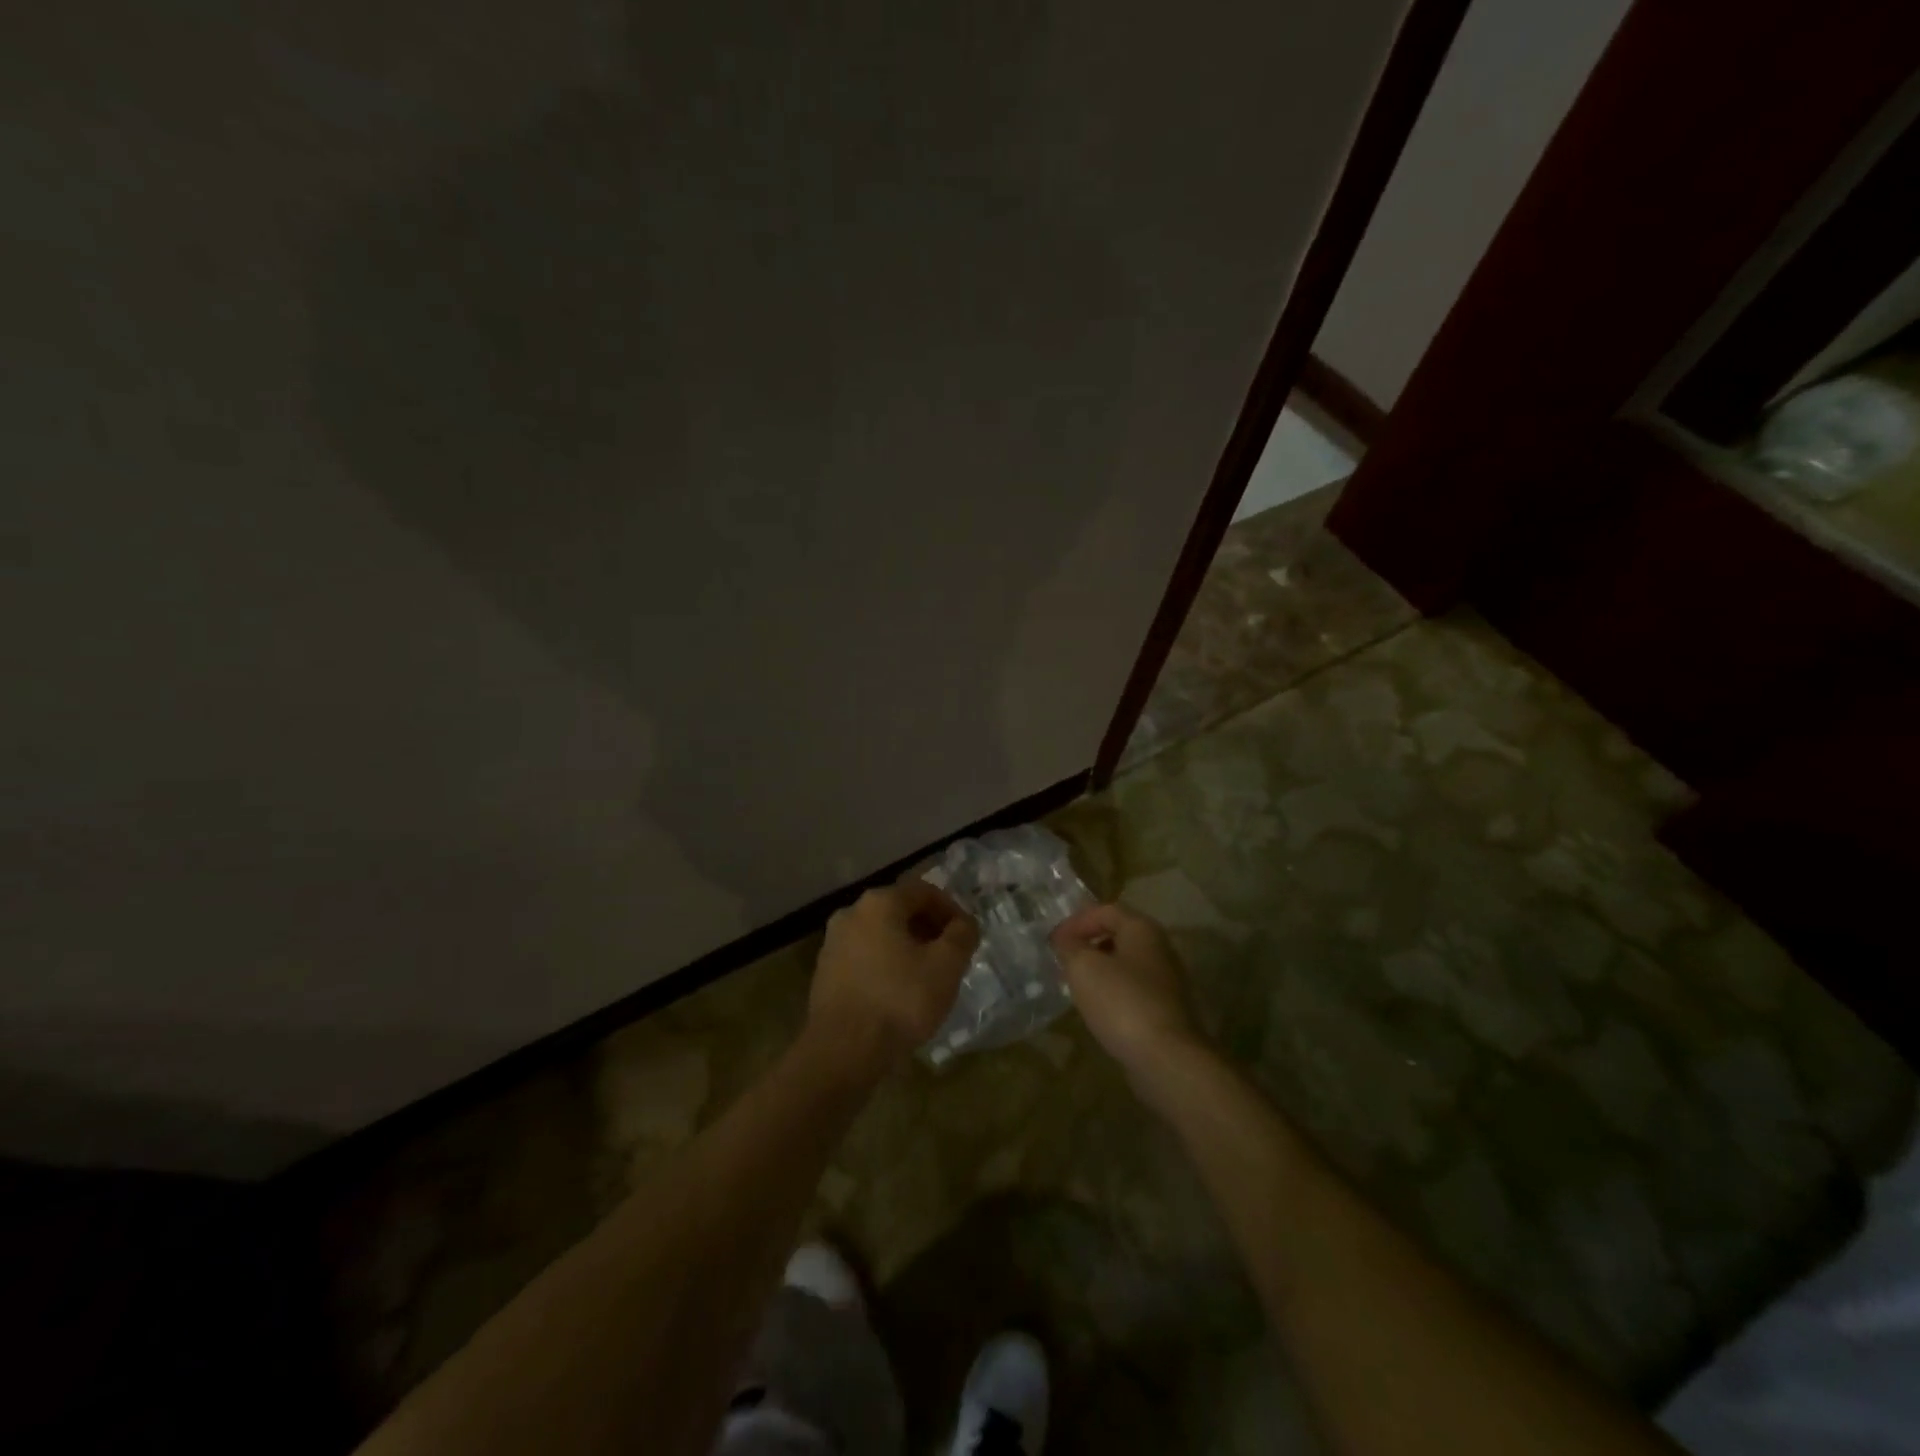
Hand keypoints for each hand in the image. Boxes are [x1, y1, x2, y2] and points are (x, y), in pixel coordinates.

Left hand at [807, 881, 978, 1074]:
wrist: (842, 1050)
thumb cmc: (900, 1000)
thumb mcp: (946, 966)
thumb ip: (962, 936)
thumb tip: (965, 923)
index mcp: (879, 903)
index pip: (924, 891)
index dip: (951, 910)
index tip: (966, 936)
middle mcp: (851, 913)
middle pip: (899, 910)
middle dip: (928, 929)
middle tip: (950, 956)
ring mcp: (833, 943)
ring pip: (880, 935)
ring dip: (907, 948)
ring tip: (926, 977)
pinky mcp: (824, 972)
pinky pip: (864, 957)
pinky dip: (885, 965)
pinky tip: (898, 994)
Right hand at [1051, 904, 1205, 1091]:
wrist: (1166, 1058)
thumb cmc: (1121, 1002)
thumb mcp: (1083, 967)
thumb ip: (1070, 946)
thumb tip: (1064, 939)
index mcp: (1142, 929)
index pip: (1105, 910)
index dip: (1076, 921)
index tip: (1054, 941)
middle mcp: (1160, 948)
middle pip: (1118, 934)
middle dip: (1088, 943)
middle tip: (1064, 959)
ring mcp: (1167, 980)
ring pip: (1126, 964)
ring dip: (1100, 969)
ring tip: (1075, 984)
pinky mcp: (1166, 1009)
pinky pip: (1133, 990)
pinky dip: (1113, 992)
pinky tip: (1097, 1008)